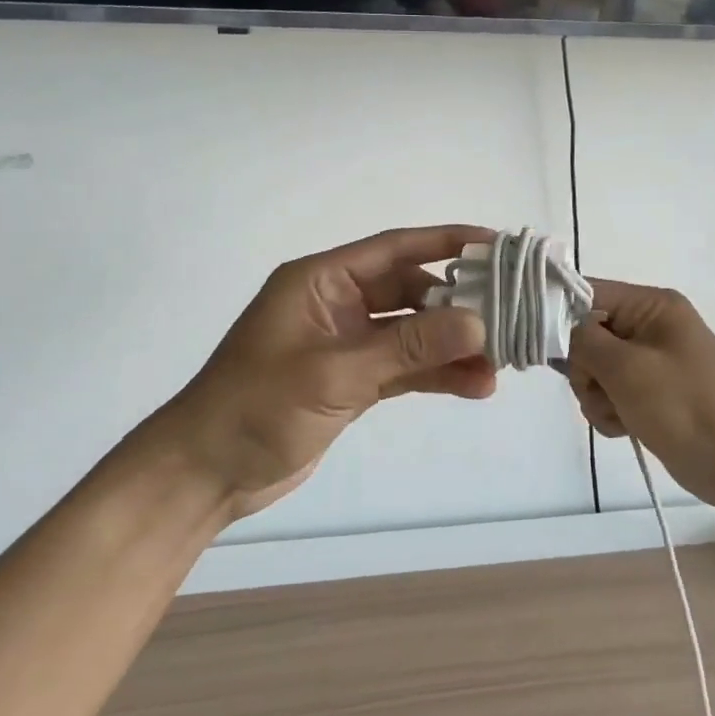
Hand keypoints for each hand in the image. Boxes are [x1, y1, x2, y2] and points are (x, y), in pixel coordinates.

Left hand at [145, 226, 496, 520]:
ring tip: (499, 365)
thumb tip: (478, 323)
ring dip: (451, 347)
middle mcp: (337, 305)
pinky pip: (404, 368)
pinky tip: (473, 386)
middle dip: (458, 306)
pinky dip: (435, 375)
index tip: (496, 245)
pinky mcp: (352, 382)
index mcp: (321, 281)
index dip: (446, 242)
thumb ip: (408, 348)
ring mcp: (346, 345)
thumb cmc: (256, 408)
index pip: (394, 249)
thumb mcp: (334, 374)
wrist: (206, 473)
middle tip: (508, 320)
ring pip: (412, 334)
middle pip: (410, 292)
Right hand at [567, 281, 714, 511]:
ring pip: (594, 371)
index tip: (541, 344)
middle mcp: (649, 327)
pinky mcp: (650, 395)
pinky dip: (610, 412)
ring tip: (620, 414)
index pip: (587, 293)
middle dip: (585, 369)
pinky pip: (610, 396)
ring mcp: (650, 363)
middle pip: (586, 335)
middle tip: (601, 389)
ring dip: (596, 396)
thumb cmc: (685, 404)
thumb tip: (559, 328)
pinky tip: (626, 427)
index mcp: (651, 306)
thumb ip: (582, 341)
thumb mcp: (626, 367)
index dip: (559, 315)